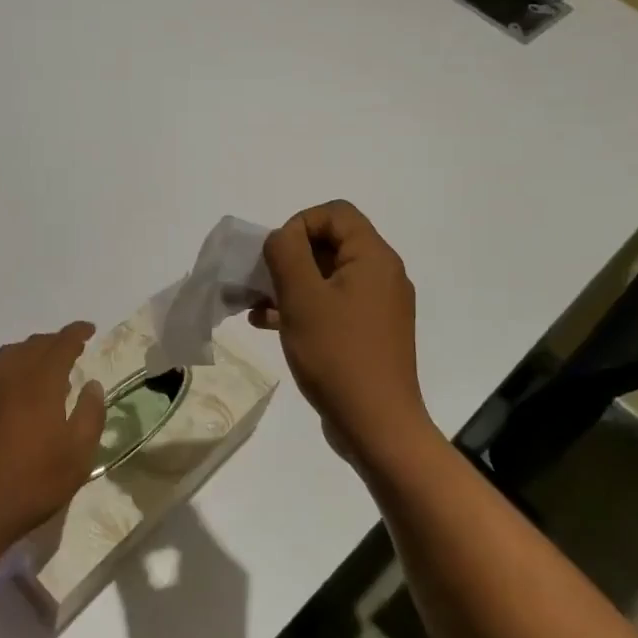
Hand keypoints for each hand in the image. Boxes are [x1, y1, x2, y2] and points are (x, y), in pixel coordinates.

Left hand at [0, 323, 105, 559]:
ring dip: (31, 352)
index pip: (60, 345)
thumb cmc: (32, 484)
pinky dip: (13, 372)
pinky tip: (19, 396)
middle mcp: (9, 379)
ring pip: (9, 356)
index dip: (76, 333)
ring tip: (46, 367)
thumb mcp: (78, 456)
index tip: (89, 329)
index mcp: (39, 384)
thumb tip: (92, 385)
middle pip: (33, 346)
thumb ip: (90, 415)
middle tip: (72, 348)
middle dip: (54, 341)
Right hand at [252, 201, 432, 458]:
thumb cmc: (337, 354)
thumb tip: (282, 237)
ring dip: (290, 284)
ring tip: (256, 305)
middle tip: (260, 281)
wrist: (376, 425)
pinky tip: (269, 325)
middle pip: (330, 243)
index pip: (335, 213)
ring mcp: (377, 306)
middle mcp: (382, 275)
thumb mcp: (302, 297)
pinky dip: (303, 307)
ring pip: (327, 277)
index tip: (275, 255)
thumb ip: (286, 253)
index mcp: (373, 258)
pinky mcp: (368, 333)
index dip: (299, 223)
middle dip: (289, 257)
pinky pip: (332, 305)